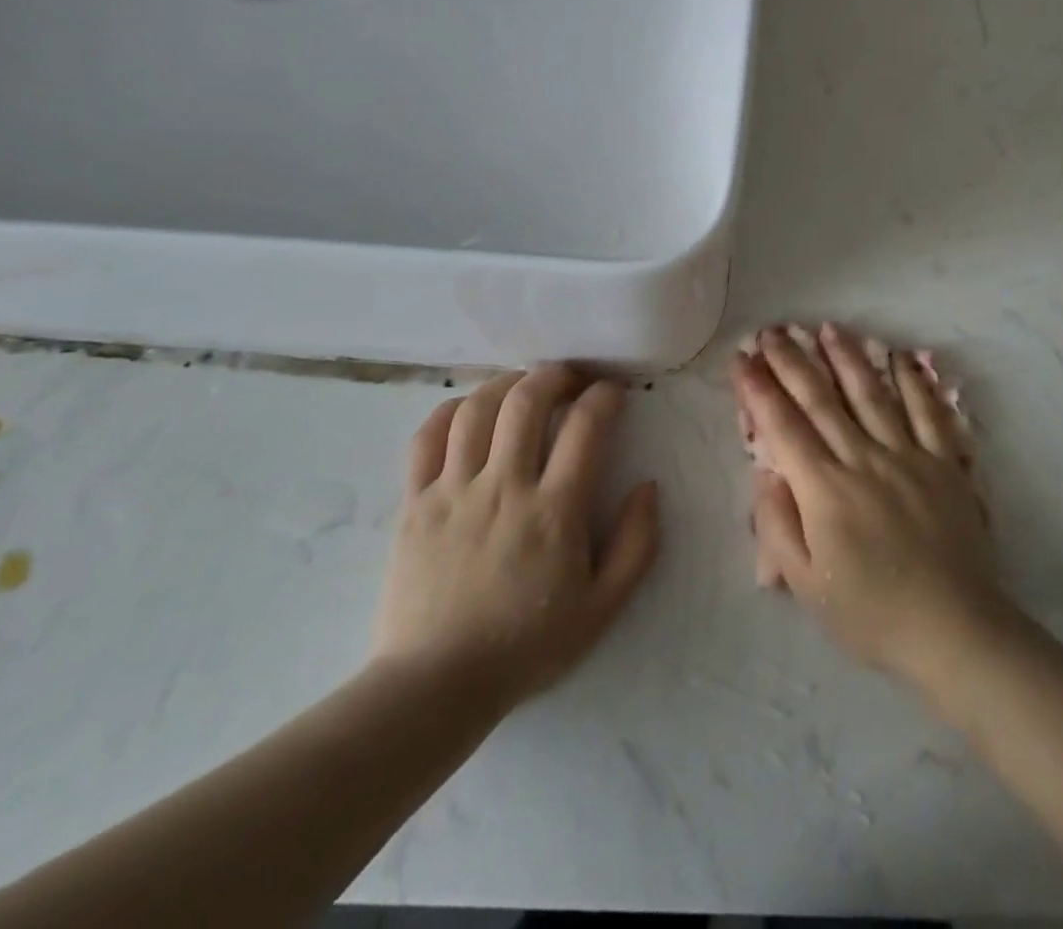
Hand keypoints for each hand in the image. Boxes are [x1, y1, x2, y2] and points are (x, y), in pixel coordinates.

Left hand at [371, 365, 659, 713]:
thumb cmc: (527, 645)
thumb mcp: (603, 607)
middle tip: (570, 378)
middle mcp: (504, 487)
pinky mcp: (415, 503)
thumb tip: (648, 487)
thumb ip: (637, 544)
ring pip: (477, 410)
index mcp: (555, 511)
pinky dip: (450, 411)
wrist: (435, 686)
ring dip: (506, 384)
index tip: (613, 392)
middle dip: (555, 376)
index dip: (604, 396)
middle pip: (527, 401)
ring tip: (523, 385)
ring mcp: (453, 491)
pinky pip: (427, 438)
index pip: (586, 426)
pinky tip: (468, 410)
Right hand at [734, 324, 1011, 685]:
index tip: (743, 358)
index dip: (759, 388)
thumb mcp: (807, 583)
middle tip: (773, 331)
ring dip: (846, 357)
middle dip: (792, 361)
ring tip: (827, 328)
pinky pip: (928, 412)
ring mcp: (908, 455)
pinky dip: (913, 381)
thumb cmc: (871, 613)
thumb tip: (766, 472)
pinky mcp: (944, 462)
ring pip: (871, 394)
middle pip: (821, 399)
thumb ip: (779, 524)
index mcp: (825, 489)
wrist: (953, 630)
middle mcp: (863, 459)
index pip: (783, 426)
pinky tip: (900, 357)